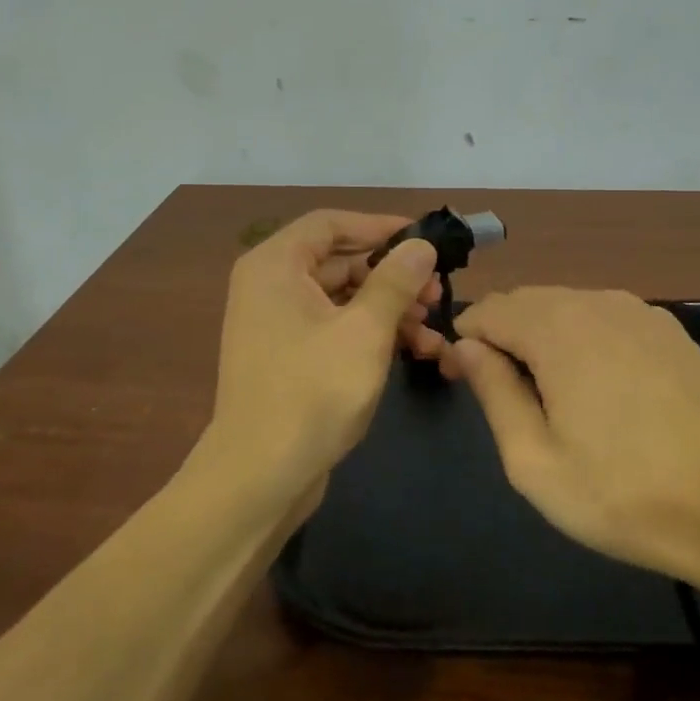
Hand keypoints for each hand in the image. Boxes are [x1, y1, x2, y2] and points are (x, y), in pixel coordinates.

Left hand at [191, 210, 445, 519]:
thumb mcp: (364, 331)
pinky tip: (414, 350)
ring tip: (433, 328)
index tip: (425, 240)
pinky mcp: (289, 356)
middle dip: (393, 276)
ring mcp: (278, 323)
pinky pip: (334, 327)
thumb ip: (395, 281)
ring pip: (343, 298)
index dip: (380, 226)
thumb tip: (421, 246)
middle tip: (438, 292)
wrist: (261, 476)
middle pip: (340, 261)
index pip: (331, 223)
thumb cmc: (312, 392)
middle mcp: (271, 285)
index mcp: (275, 265)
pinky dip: (371, 333)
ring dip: (389, 309)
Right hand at [447, 288, 699, 590]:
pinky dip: (584, 337)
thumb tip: (467, 347)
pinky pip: (606, 316)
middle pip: (526, 301)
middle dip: (502, 335)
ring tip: (550, 393)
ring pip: (567, 305)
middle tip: (502, 392)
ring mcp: (641, 312)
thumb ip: (493, 394)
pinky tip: (601, 386)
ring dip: (543, 336)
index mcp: (558, 329)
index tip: (463, 381)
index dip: (465, 342)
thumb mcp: (535, 462)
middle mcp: (597, 303)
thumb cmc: (626, 495)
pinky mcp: (671, 330)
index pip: (488, 311)